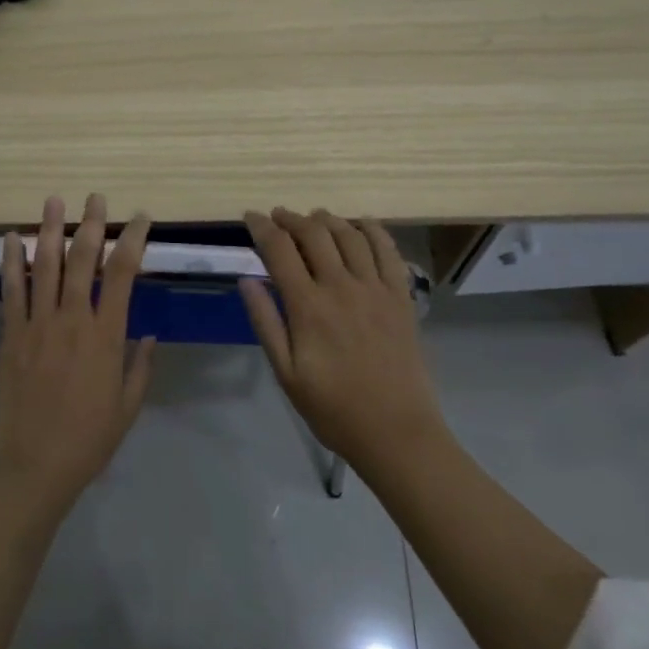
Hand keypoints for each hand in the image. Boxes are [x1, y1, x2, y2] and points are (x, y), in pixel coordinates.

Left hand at [0, 194, 156, 507]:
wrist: (34, 465)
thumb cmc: (89, 439)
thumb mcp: (128, 405)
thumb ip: (139, 365)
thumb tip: (148, 334)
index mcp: (107, 336)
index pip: (123, 274)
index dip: (133, 240)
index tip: (140, 218)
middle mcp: (73, 320)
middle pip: (83, 260)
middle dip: (92, 224)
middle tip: (96, 197)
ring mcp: (37, 325)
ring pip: (45, 267)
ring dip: (50, 230)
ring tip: (54, 200)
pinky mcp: (11, 336)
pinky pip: (11, 292)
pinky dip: (12, 262)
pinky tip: (12, 238)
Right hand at [239, 209, 443, 468]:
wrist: (396, 431)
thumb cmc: (333, 408)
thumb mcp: (286, 373)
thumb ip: (265, 322)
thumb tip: (247, 280)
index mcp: (308, 306)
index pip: (279, 250)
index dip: (261, 227)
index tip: (250, 217)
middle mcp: (342, 287)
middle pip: (314, 234)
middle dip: (291, 219)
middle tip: (278, 217)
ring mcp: (376, 288)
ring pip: (350, 235)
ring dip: (328, 219)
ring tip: (313, 217)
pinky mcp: (401, 296)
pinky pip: (388, 250)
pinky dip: (372, 229)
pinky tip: (361, 224)